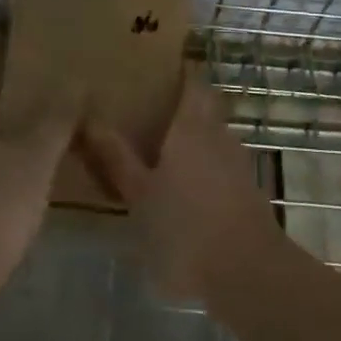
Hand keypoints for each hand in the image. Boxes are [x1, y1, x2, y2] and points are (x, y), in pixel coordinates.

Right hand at [82, 83, 280, 302]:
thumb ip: (116, 157)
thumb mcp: (140, 196)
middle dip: (183, 104)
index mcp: (191, 126)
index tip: (159, 66)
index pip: (192, 81)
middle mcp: (218, 135)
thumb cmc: (186, 228)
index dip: (180, 70)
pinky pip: (221, 165)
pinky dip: (204, 167)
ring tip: (163, 150)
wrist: (250, 274)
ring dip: (193, 138)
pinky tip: (185, 188)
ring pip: (213, 137)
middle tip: (152, 108)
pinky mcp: (247, 192)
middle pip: (204, 107)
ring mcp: (237, 164)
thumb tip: (91, 118)